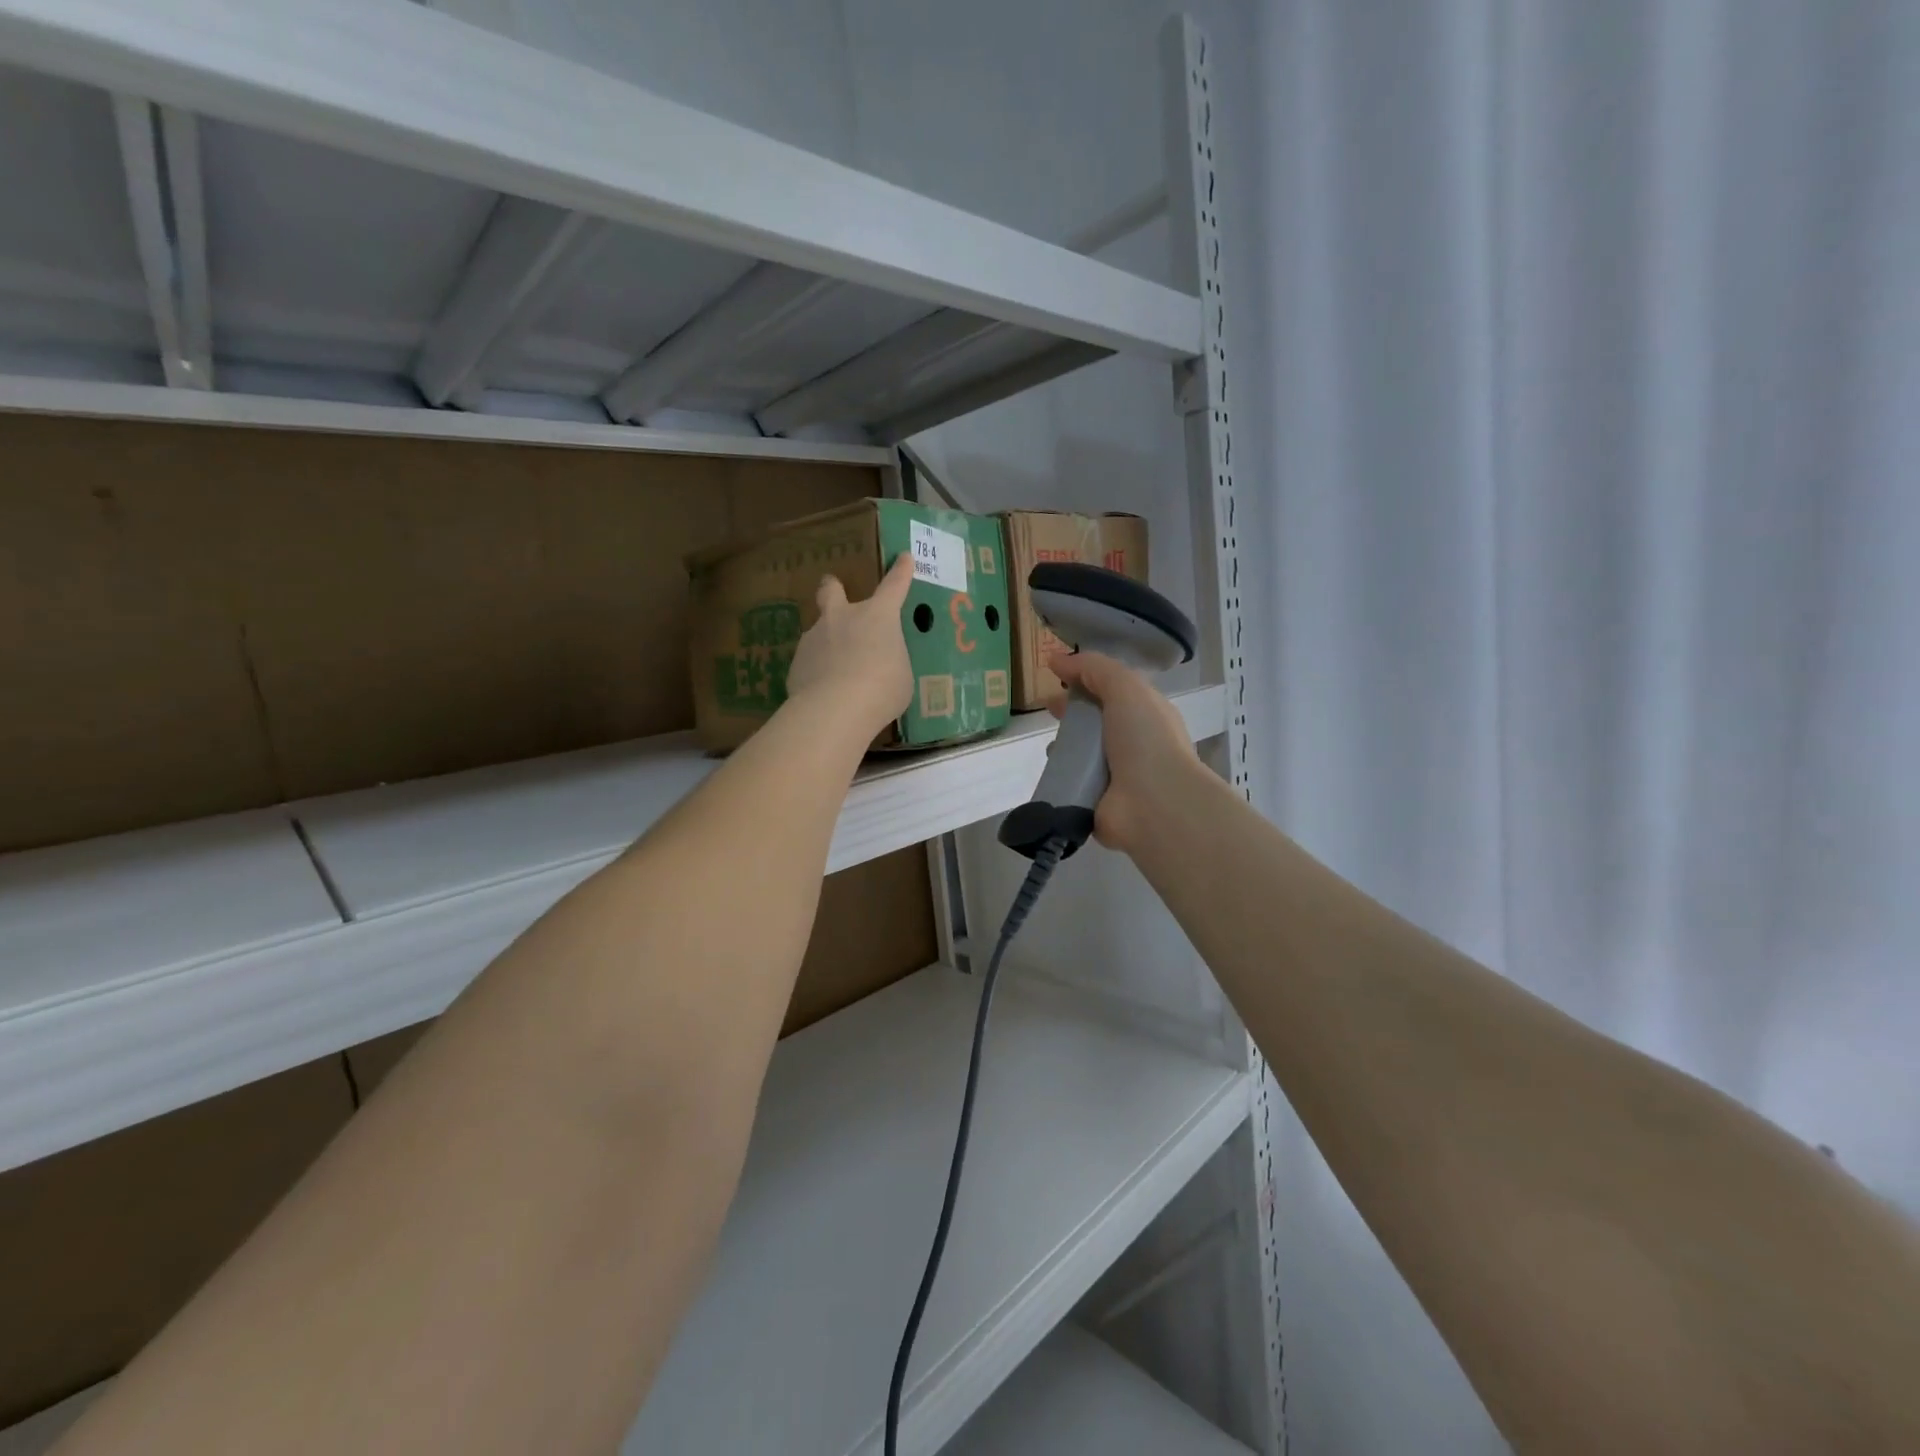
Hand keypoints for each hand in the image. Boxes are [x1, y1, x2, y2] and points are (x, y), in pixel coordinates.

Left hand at [785, 553, 915, 738]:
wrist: (836, 708)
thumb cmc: (883, 688)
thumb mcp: (901, 676)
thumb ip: (890, 662)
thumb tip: (880, 665)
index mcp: (877, 616)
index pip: (894, 586)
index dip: (900, 572)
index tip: (903, 558)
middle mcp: (842, 618)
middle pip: (831, 591)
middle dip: (832, 587)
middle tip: (832, 587)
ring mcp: (815, 638)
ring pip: (818, 632)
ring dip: (826, 644)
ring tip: (835, 671)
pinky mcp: (796, 663)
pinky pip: (809, 664)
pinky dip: (816, 673)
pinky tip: (823, 693)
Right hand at [1047, 650, 1202, 853]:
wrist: (1155, 804)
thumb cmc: (1145, 739)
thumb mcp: (1125, 687)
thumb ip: (1092, 669)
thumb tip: (1056, 658)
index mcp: (1146, 715)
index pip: (1112, 692)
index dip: (1085, 680)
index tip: (1056, 675)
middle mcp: (1133, 744)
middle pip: (1095, 723)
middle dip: (1071, 713)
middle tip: (1047, 709)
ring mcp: (1115, 777)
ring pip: (1081, 755)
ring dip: (1064, 749)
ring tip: (1050, 746)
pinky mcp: (1096, 803)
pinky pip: (1071, 785)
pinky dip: (1058, 779)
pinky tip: (1049, 773)